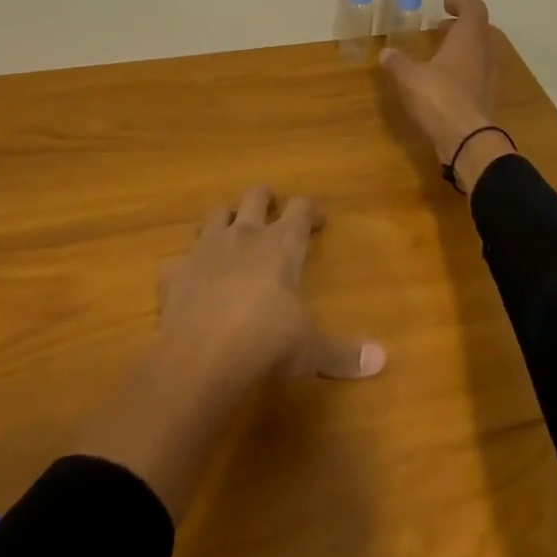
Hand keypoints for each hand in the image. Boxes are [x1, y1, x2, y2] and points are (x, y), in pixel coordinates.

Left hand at [155, 185, 385, 393]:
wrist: (201, 357)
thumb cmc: (266, 343)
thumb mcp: (311, 350)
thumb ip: (343, 353)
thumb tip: (381, 360)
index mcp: (281, 244)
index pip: (300, 208)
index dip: (311, 210)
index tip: (319, 222)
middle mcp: (244, 235)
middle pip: (255, 195)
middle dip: (266, 199)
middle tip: (274, 213)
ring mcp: (205, 249)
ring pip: (215, 214)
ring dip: (226, 220)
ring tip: (233, 235)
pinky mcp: (175, 271)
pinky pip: (180, 258)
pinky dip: (188, 265)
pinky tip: (192, 281)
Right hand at [380, 0, 515, 192]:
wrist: (467, 140)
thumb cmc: (439, 98)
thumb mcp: (409, 77)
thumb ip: (397, 62)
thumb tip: (385, 52)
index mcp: (469, 39)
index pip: (474, 9)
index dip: (460, 3)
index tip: (444, 6)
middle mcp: (484, 53)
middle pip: (480, 30)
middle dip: (461, 27)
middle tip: (441, 30)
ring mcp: (488, 77)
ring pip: (481, 52)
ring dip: (463, 49)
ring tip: (440, 55)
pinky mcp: (486, 97)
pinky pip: (478, 73)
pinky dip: (464, 69)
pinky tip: (444, 81)